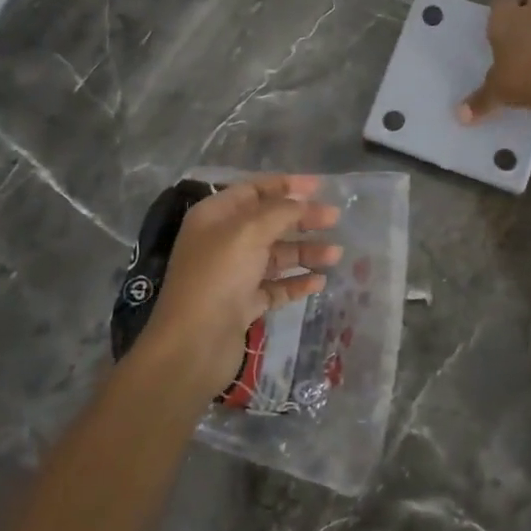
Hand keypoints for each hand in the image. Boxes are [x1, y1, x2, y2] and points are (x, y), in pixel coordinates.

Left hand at [145, 175, 341, 399]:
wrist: (193, 345)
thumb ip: (280, 212)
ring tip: (336, 254)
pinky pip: (275, 286)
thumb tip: (302, 202)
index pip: (254, 190)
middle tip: (335, 218)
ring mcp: (233, 274)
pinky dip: (296, 282)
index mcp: (215, 216)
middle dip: (302, 218)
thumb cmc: (218, 276)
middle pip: (269, 222)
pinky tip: (320, 282)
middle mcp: (222, 241)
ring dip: (305, 252)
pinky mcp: (243, 304)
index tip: (320, 187)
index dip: (286, 185)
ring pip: (276, 256)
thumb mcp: (249, 232)